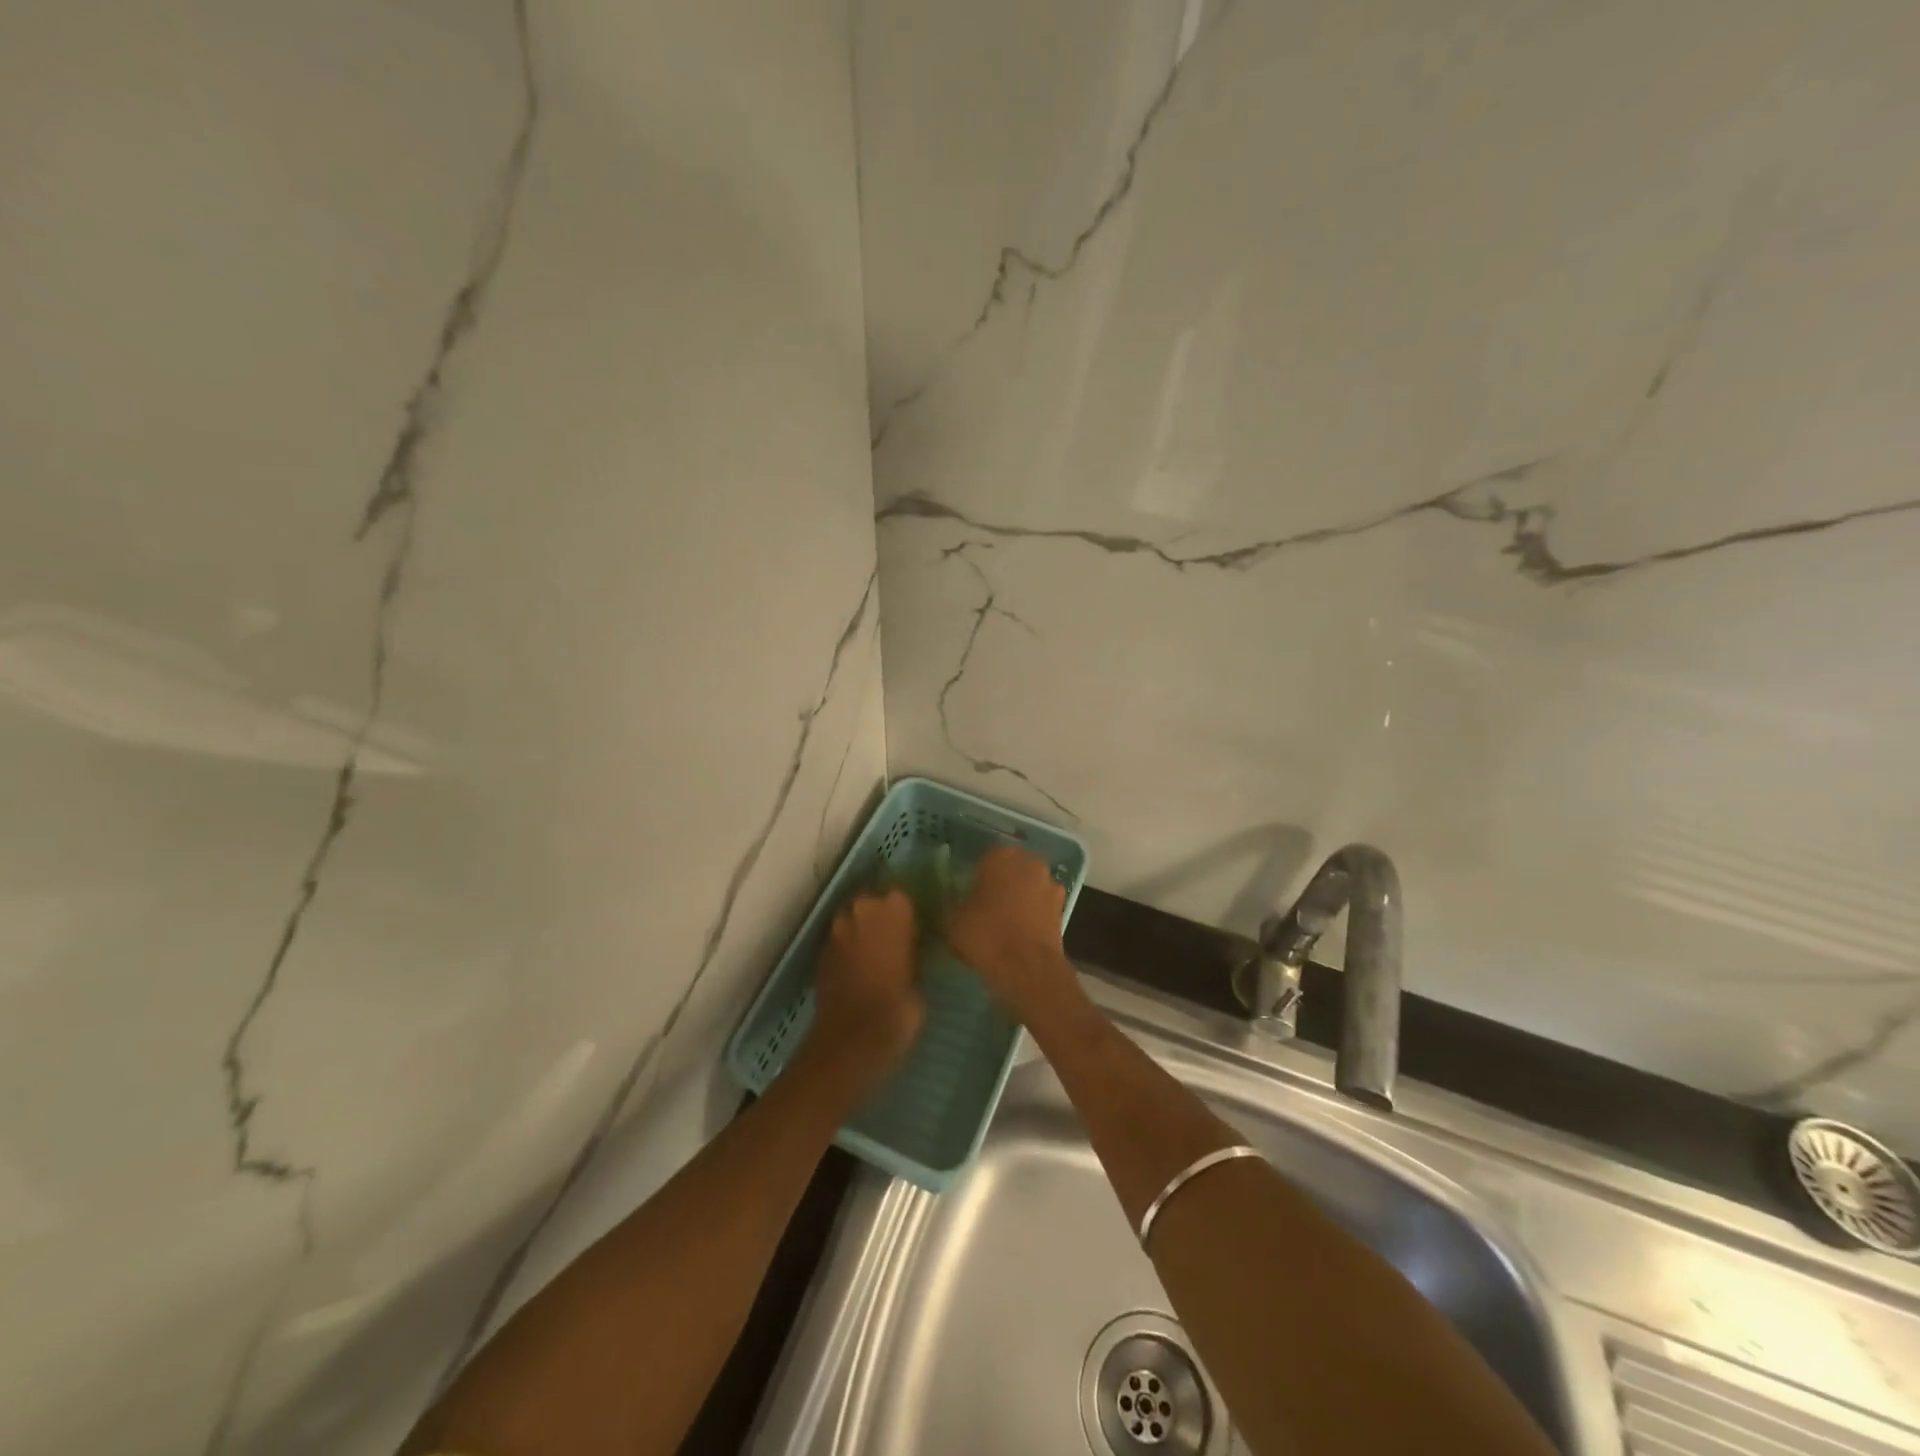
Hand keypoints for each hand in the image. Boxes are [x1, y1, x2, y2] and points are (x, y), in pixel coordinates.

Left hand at [809, 888, 925, 1091]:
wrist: (850, 1041)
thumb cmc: (897, 1009)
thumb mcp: (920, 979)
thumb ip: (914, 952)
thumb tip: (912, 946)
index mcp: (892, 910)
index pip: (902, 894)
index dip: (908, 911)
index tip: (916, 926)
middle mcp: (861, 911)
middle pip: (873, 901)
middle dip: (882, 915)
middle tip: (897, 939)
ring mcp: (837, 930)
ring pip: (853, 918)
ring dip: (863, 930)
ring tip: (877, 953)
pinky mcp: (821, 951)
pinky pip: (840, 940)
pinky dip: (849, 947)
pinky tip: (859, 968)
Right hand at [946, 848, 1077, 1022]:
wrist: (1028, 968)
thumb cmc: (986, 936)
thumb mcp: (953, 921)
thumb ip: (953, 905)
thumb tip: (953, 902)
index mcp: (1001, 858)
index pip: (985, 858)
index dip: (977, 875)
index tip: (970, 891)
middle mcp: (1029, 863)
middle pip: (1011, 867)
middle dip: (1002, 880)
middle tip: (986, 902)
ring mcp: (1049, 884)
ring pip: (1028, 884)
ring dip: (1020, 895)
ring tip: (1005, 918)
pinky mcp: (1062, 907)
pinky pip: (1041, 903)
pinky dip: (1033, 912)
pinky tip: (1021, 929)